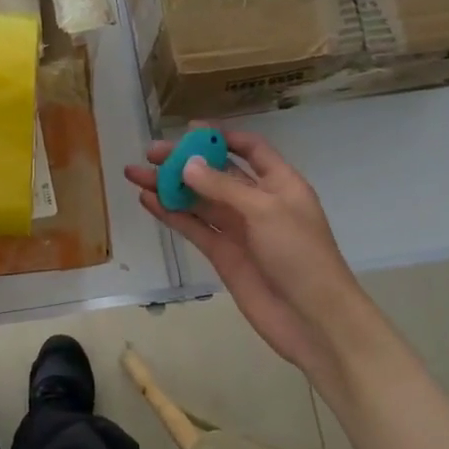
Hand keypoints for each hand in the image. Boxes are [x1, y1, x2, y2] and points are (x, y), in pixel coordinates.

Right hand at [125, 131, 368, 383]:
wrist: (312, 318)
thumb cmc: (300, 255)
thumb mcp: (265, 211)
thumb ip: (223, 187)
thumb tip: (187, 165)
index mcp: (280, 183)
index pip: (250, 150)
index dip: (222, 138)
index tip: (189, 130)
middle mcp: (257, 202)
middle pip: (216, 173)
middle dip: (185, 162)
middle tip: (151, 153)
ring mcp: (238, 229)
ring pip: (198, 200)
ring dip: (170, 186)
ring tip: (135, 174)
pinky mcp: (222, 254)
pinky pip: (194, 227)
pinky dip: (171, 213)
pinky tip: (148, 201)